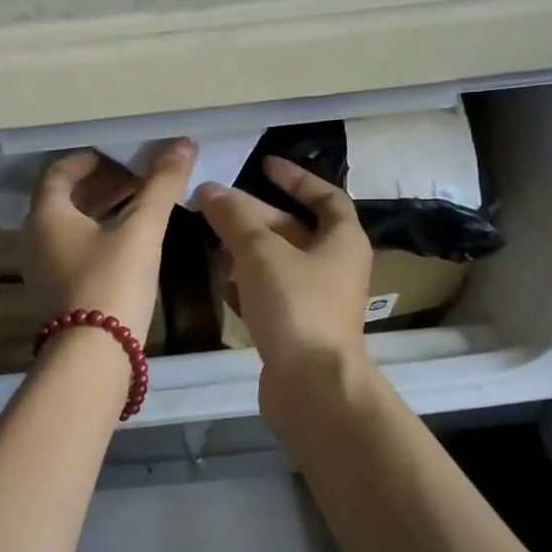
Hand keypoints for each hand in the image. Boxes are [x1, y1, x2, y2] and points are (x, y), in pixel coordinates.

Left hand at [24, 140, 196, 343]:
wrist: (93, 355)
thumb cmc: (112, 282)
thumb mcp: (142, 230)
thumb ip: (161, 185)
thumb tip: (183, 143)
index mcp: (47, 216)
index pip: (59, 172)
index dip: (88, 161)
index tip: (118, 158)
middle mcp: (35, 239)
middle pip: (64, 200)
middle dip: (101, 186)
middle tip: (137, 181)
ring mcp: (42, 270)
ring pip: (69, 228)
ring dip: (100, 212)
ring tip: (138, 209)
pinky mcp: (56, 294)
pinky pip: (73, 251)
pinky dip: (97, 238)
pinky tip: (128, 247)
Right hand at [195, 157, 372, 408]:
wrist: (313, 387)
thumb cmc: (296, 307)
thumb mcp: (262, 253)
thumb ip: (235, 219)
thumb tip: (209, 189)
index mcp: (342, 240)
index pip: (325, 196)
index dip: (295, 178)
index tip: (263, 164)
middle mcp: (334, 267)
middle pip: (292, 229)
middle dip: (254, 215)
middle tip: (215, 204)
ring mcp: (316, 300)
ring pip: (277, 263)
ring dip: (246, 250)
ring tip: (211, 241)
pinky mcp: (296, 328)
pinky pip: (270, 294)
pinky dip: (248, 285)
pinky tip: (221, 283)